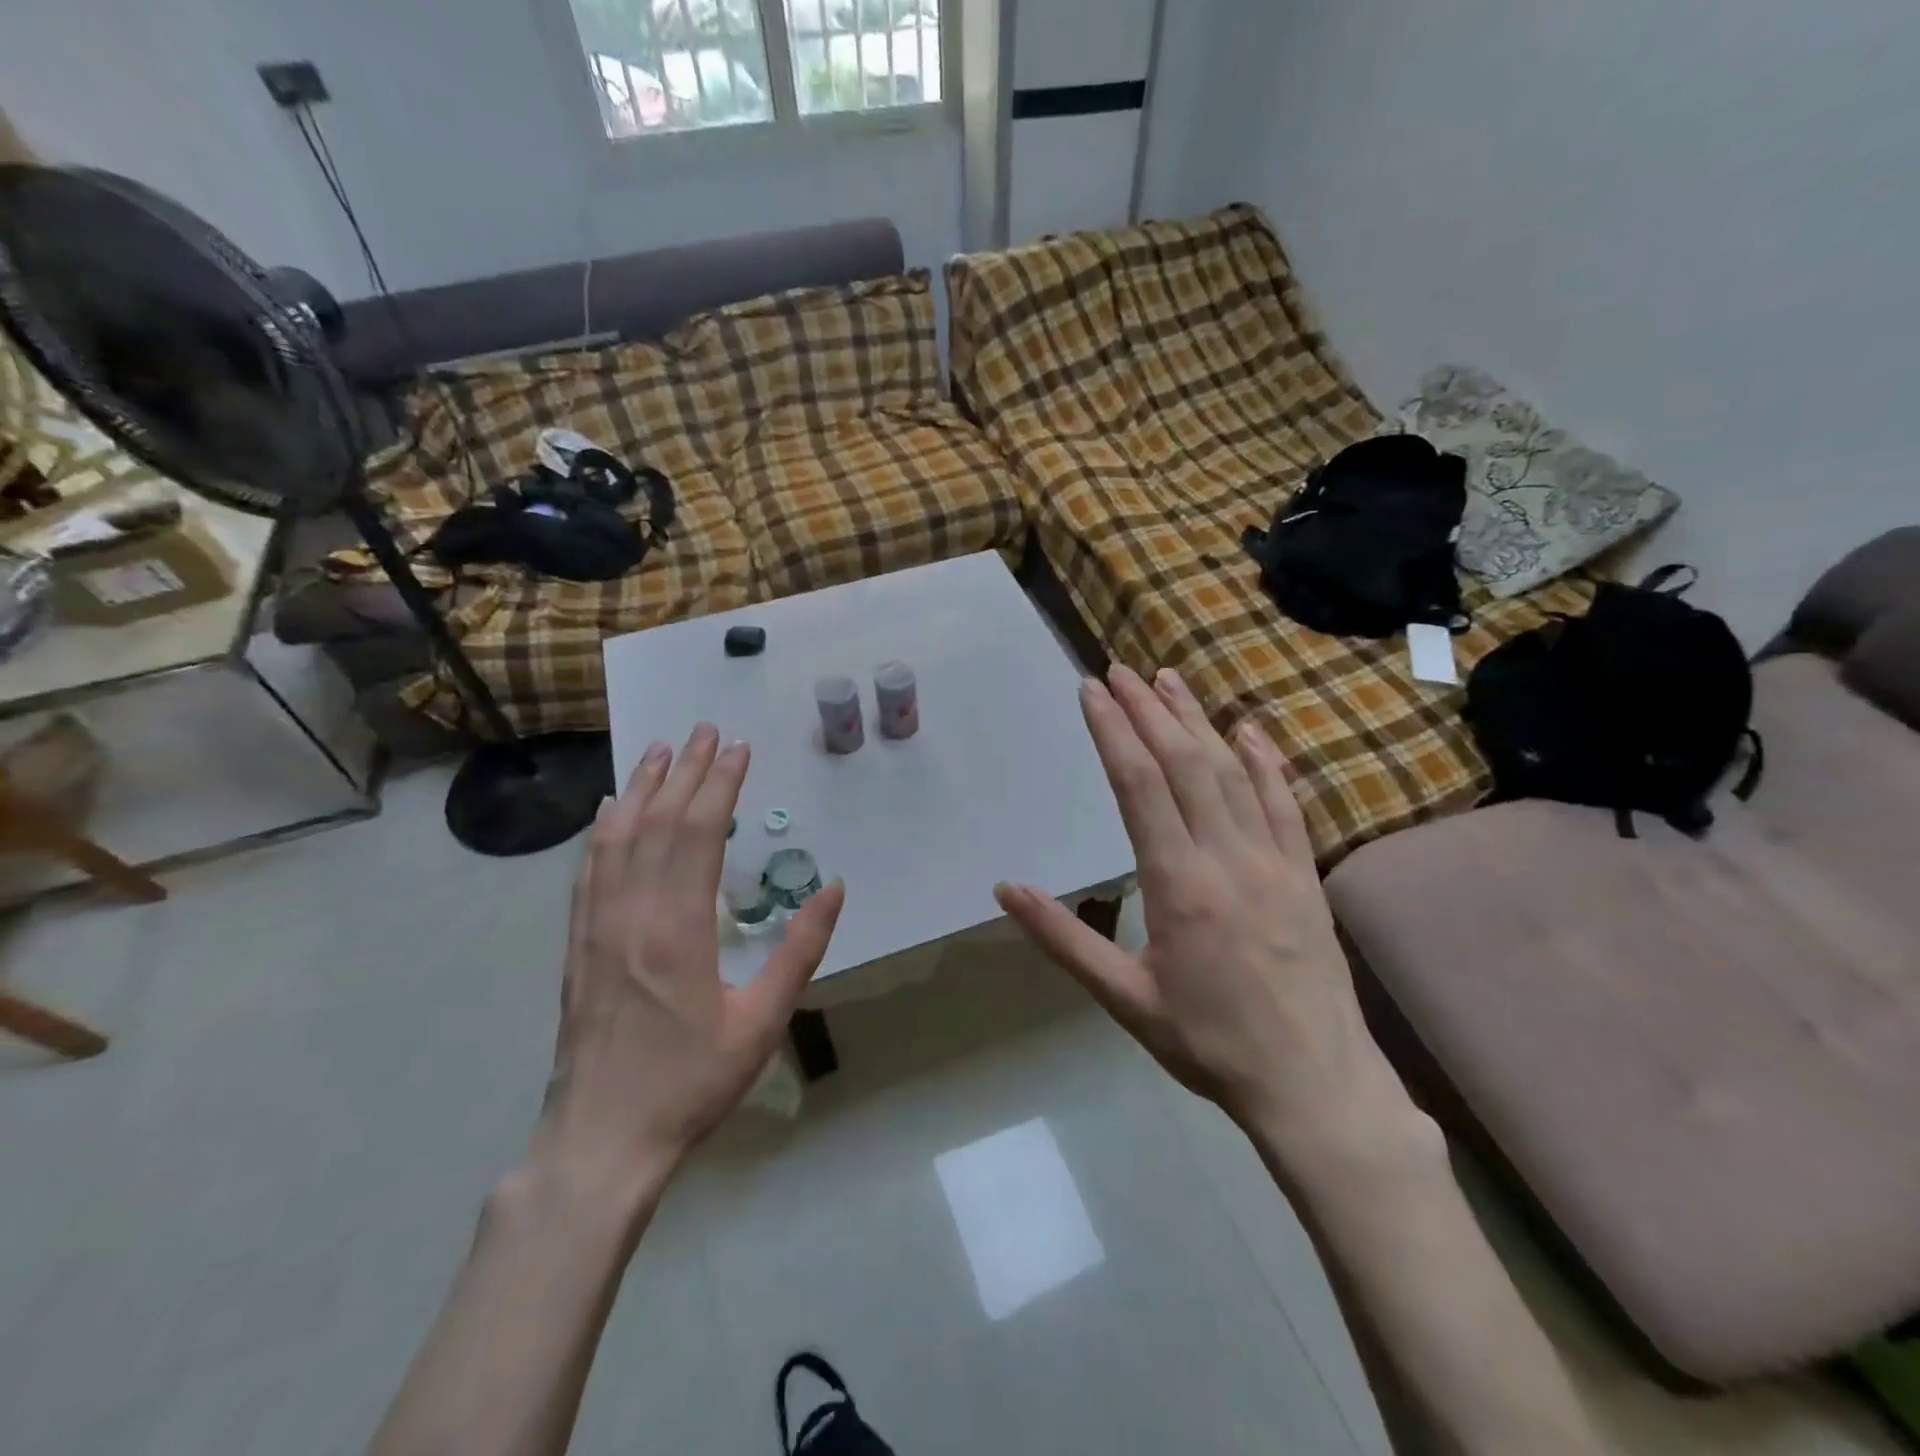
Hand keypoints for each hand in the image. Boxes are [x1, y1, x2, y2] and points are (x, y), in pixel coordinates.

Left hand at [535, 724, 845, 1196]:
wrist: (601, 1137)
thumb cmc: (690, 1081)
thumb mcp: (763, 1022)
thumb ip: (799, 950)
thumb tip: (833, 888)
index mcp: (677, 929)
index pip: (698, 833)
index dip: (720, 785)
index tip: (740, 750)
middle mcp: (630, 913)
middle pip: (658, 822)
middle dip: (686, 771)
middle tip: (707, 730)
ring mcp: (596, 926)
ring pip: (618, 838)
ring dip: (643, 788)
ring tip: (662, 750)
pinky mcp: (577, 944)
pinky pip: (589, 870)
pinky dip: (604, 830)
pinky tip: (612, 809)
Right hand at [996, 667, 1404, 1145]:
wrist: (1315, 1085)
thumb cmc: (1208, 1044)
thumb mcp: (1123, 998)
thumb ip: (1064, 938)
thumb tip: (1006, 888)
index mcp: (1178, 883)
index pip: (1138, 784)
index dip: (1112, 730)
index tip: (1091, 691)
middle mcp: (1227, 856)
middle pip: (1184, 763)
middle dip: (1147, 710)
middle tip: (1120, 670)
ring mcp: (1274, 860)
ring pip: (1232, 772)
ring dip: (1198, 721)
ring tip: (1169, 681)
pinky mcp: (1305, 874)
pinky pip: (1284, 803)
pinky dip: (1263, 762)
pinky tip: (1248, 731)